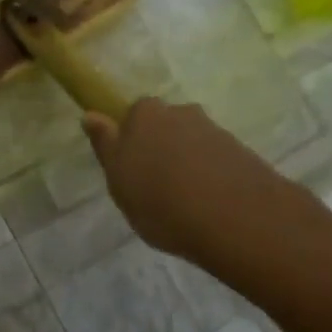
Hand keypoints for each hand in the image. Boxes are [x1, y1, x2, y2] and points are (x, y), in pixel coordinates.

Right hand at [81, 98, 297, 261]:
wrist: (235, 219)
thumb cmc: (161, 200)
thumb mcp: (118, 180)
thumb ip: (106, 145)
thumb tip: (90, 115)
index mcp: (145, 113)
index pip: (131, 116)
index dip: (129, 141)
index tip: (130, 171)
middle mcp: (181, 112)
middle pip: (164, 126)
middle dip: (160, 149)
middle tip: (155, 188)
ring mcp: (214, 130)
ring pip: (190, 143)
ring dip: (186, 164)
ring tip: (185, 203)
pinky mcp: (241, 152)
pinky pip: (215, 161)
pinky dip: (210, 176)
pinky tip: (208, 205)